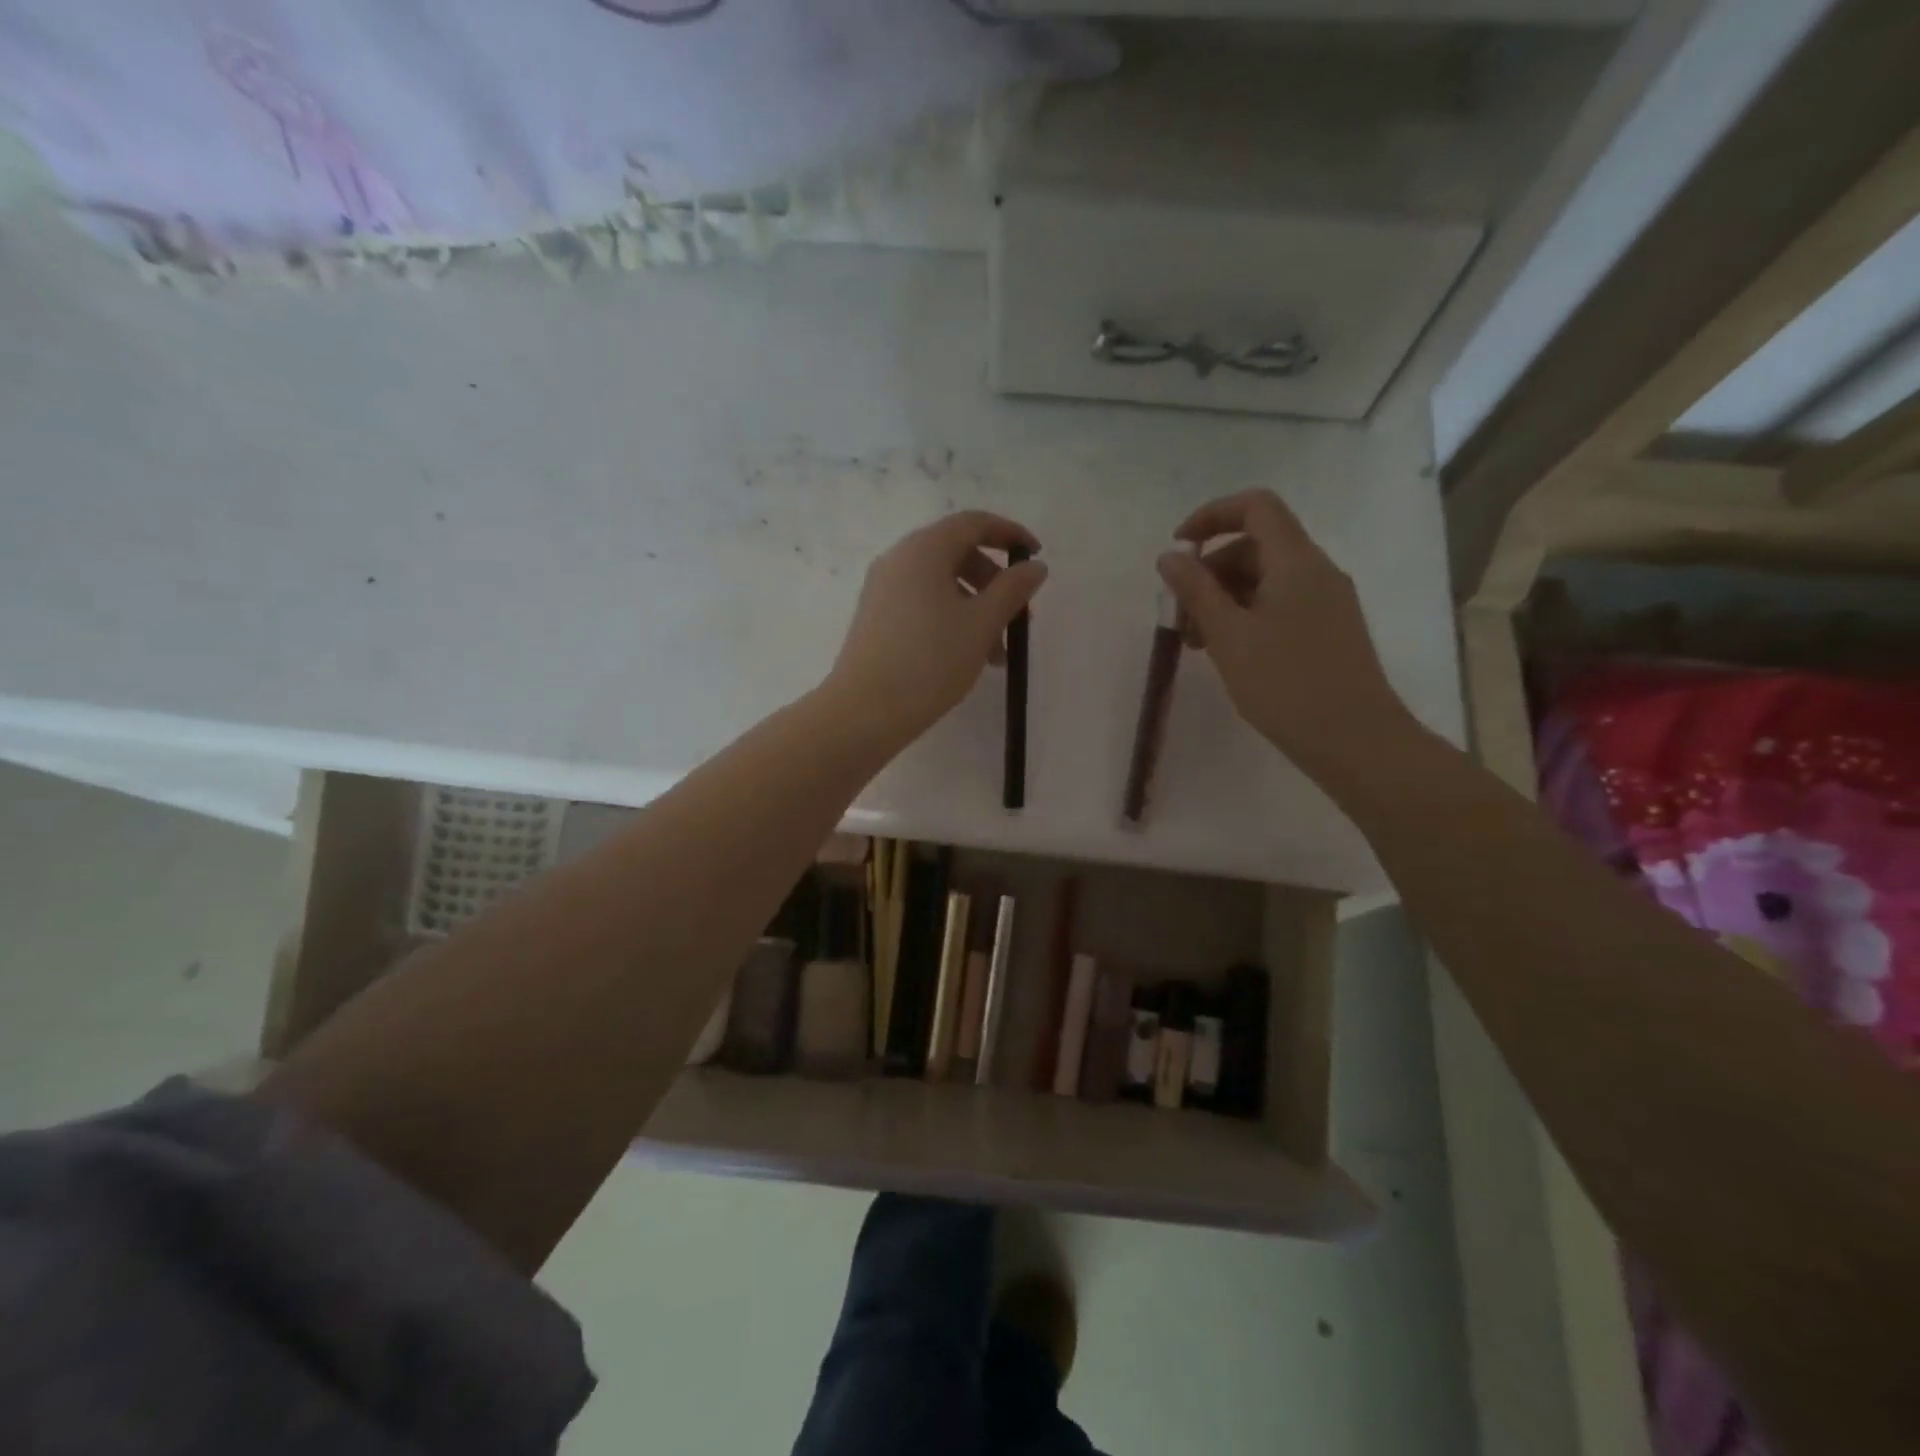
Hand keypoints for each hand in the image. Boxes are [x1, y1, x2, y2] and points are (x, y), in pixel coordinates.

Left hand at [826, 511, 1048, 744]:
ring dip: (977, 608)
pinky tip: (967, 656)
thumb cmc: (930, 661)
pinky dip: (951, 618)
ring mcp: (883, 589)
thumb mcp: (982, 624)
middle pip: (957, 553)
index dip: (1010, 534)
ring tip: (997, 654)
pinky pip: (922, 603)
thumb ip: (1013, 590)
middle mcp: (899, 560)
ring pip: (942, 584)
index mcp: (923, 550)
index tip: (1037, 556)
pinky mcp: (876, 617)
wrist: (864, 711)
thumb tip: (1034, 566)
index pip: (973, 523)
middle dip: (995, 582)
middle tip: (1019, 618)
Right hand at [1157, 490, 1413, 777]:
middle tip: (1180, 618)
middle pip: (1255, 546)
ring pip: (1265, 579)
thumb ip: (1196, 591)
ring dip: (1223, 598)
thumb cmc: (1286, 685)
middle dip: (1210, 571)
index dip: (1211, 516)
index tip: (1178, 549)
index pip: (1255, 507)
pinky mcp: (1328, 628)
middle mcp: (1316, 570)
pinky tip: (1228, 652)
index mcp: (1296, 562)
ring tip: (1196, 643)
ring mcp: (1326, 600)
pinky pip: (1279, 604)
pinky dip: (1246, 615)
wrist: (1355, 740)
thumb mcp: (1228, 637)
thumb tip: (1170, 557)